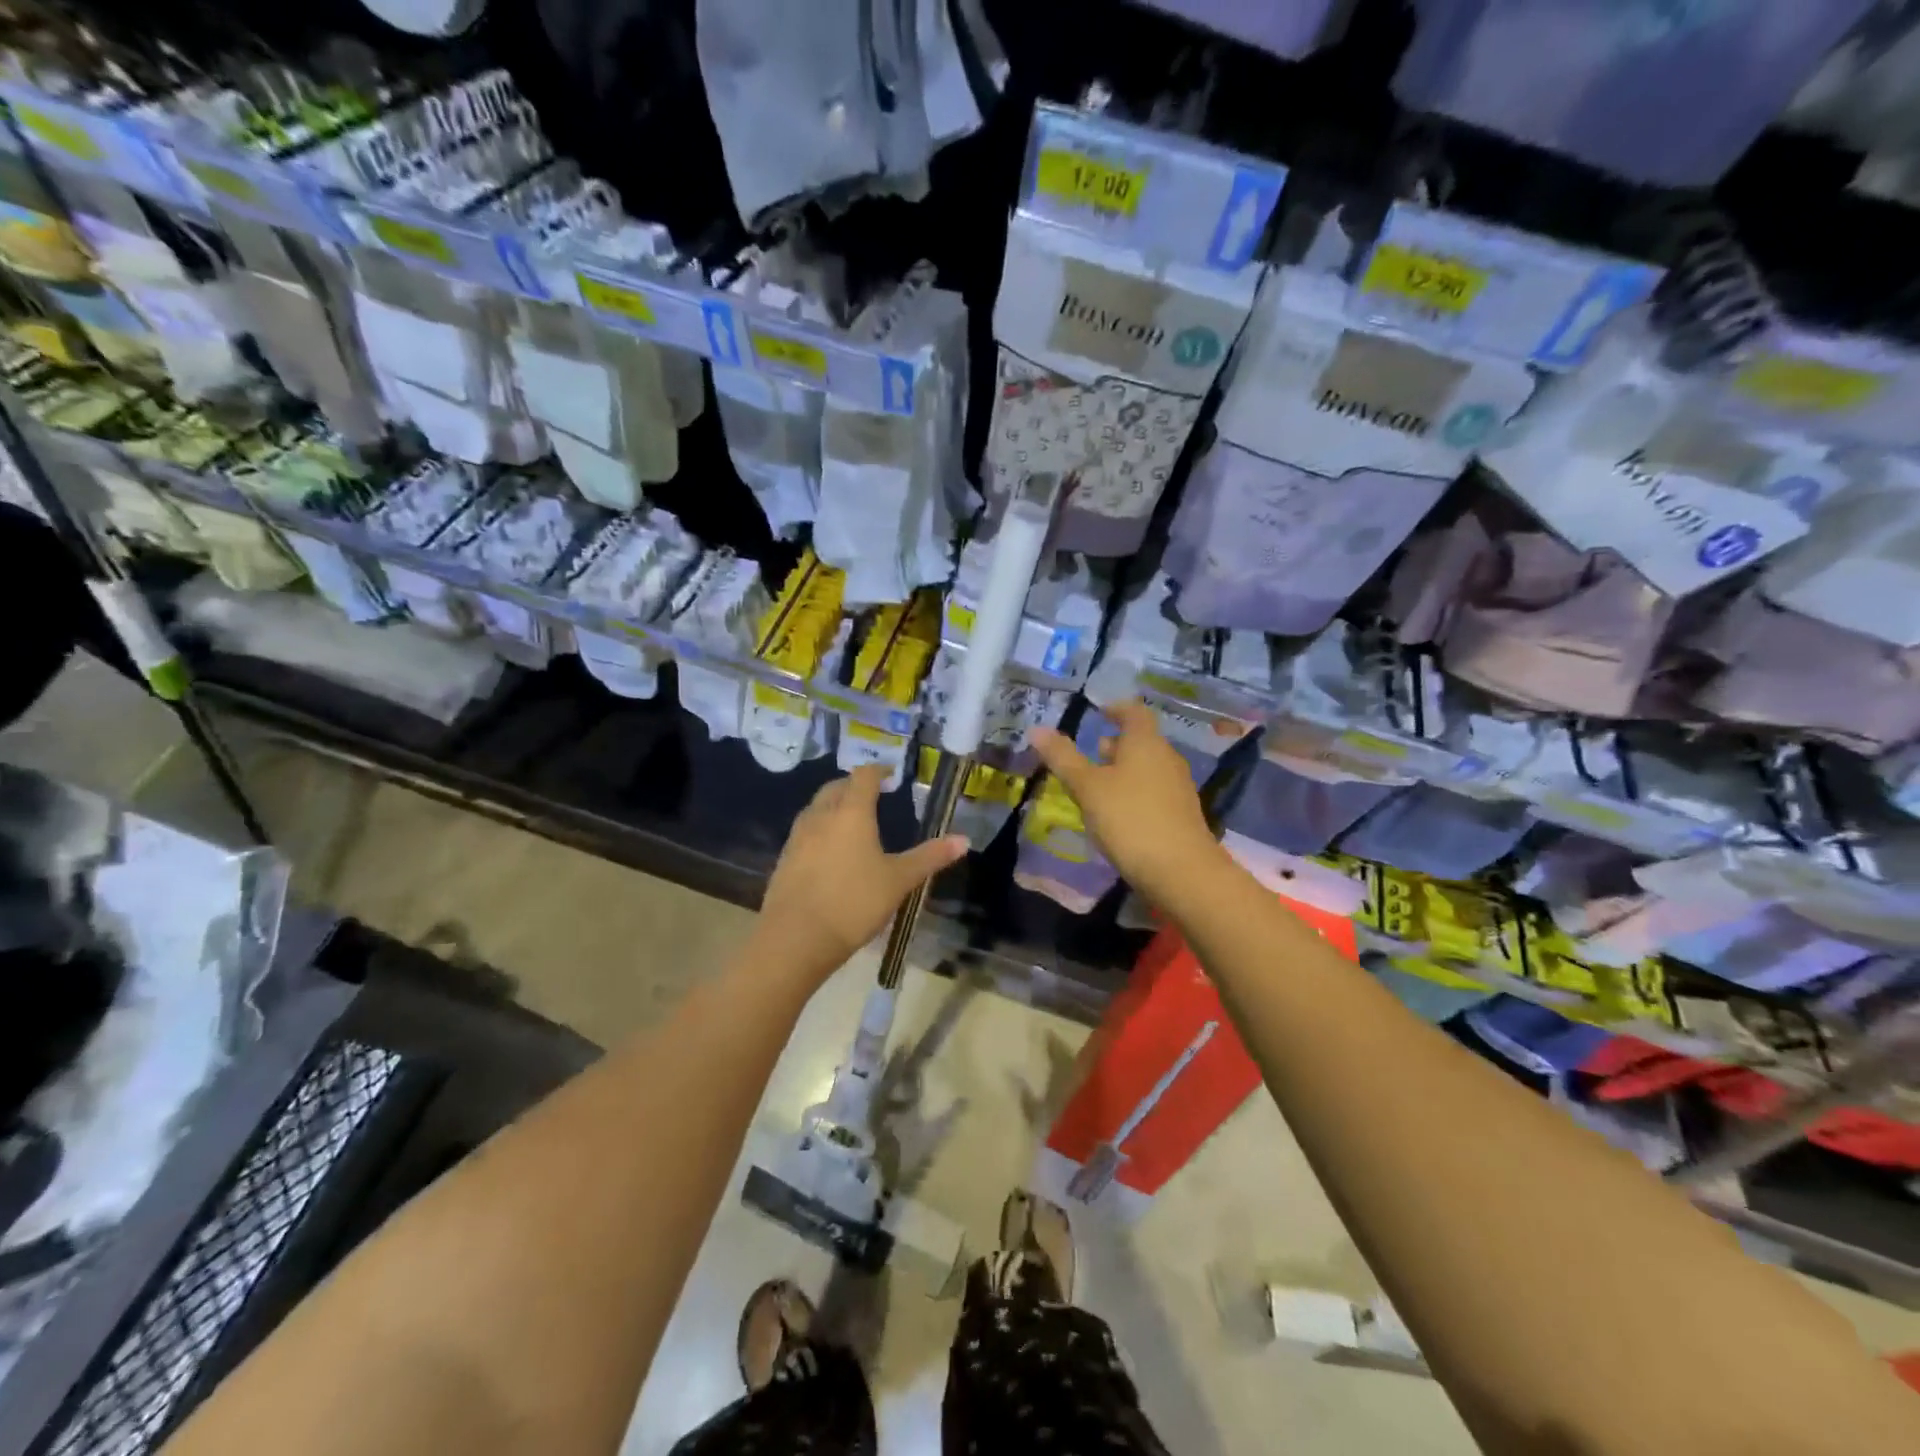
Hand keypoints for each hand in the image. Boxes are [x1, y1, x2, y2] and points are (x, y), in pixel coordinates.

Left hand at [759, 765, 968, 981]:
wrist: (795, 938)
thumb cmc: (854, 902)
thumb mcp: (899, 880)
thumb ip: (930, 857)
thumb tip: (964, 839)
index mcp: (851, 812)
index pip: (863, 777)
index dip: (878, 770)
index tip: (890, 774)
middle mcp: (821, 816)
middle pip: (835, 788)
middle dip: (853, 786)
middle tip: (871, 795)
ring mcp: (797, 838)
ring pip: (816, 809)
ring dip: (833, 806)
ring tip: (850, 821)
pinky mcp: (784, 860)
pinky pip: (804, 833)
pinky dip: (820, 830)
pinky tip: (829, 852)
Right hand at [1030, 700, 1226, 901]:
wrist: (1181, 871)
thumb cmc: (1129, 819)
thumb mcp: (1087, 788)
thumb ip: (1063, 758)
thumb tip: (1037, 729)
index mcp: (1145, 743)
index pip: (1134, 712)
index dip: (1115, 708)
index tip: (1098, 713)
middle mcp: (1166, 758)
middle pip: (1141, 741)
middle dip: (1115, 744)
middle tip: (1090, 753)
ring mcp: (1178, 787)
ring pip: (1147, 768)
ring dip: (1123, 770)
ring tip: (1097, 786)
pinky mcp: (1181, 814)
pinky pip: (1154, 791)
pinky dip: (1134, 792)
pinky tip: (1117, 815)